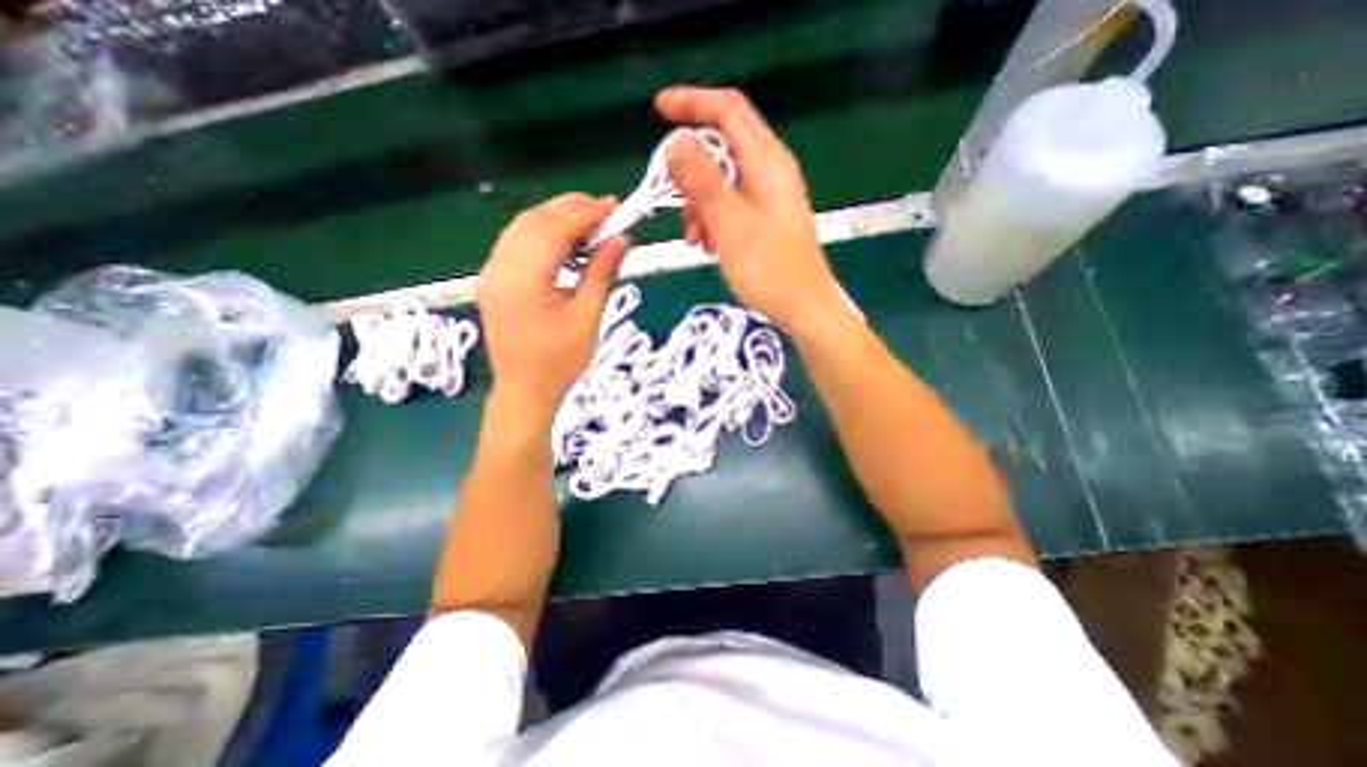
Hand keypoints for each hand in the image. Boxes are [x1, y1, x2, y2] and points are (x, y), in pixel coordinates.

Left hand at [479, 194, 630, 414]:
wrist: (525, 391)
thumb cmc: (560, 362)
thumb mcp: (587, 318)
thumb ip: (601, 273)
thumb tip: (621, 237)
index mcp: (522, 280)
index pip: (553, 229)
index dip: (585, 213)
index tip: (615, 206)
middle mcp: (499, 268)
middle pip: (533, 221)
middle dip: (570, 209)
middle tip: (606, 210)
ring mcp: (492, 273)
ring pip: (522, 228)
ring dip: (556, 218)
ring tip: (590, 222)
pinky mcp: (494, 280)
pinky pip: (516, 243)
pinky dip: (543, 234)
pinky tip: (565, 241)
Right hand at [655, 87, 839, 330]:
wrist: (803, 308)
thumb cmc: (770, 270)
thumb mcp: (731, 226)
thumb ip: (704, 182)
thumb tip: (677, 142)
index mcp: (767, 163)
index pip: (728, 110)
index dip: (692, 103)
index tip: (658, 110)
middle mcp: (770, 171)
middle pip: (722, 147)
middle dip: (691, 170)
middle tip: (674, 199)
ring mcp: (768, 196)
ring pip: (722, 180)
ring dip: (699, 202)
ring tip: (694, 237)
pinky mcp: (764, 218)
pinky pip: (730, 204)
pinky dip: (712, 218)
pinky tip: (706, 245)